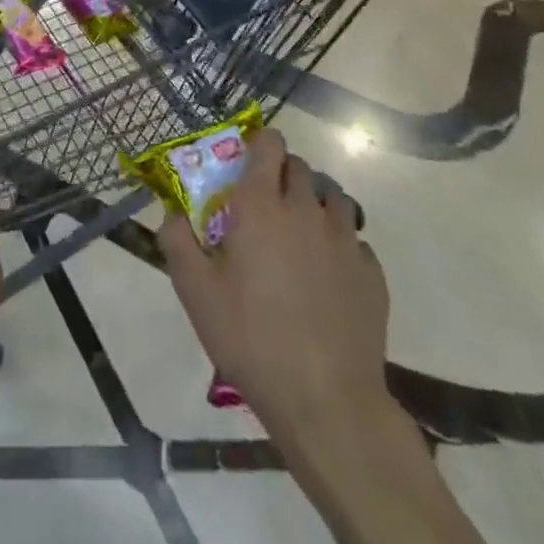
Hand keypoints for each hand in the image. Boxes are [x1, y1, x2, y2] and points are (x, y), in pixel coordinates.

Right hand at [159, 128, 393, 454]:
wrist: (326, 400)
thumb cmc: (250, 336)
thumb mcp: (194, 290)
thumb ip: (176, 239)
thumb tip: (171, 211)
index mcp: (260, 205)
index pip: (268, 144)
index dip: (258, 143)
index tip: (245, 162)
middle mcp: (305, 210)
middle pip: (300, 167)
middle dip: (282, 174)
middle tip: (264, 206)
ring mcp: (345, 240)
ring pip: (333, 198)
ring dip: (314, 203)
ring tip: (299, 234)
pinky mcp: (372, 274)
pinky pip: (355, 241)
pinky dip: (340, 245)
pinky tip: (327, 275)